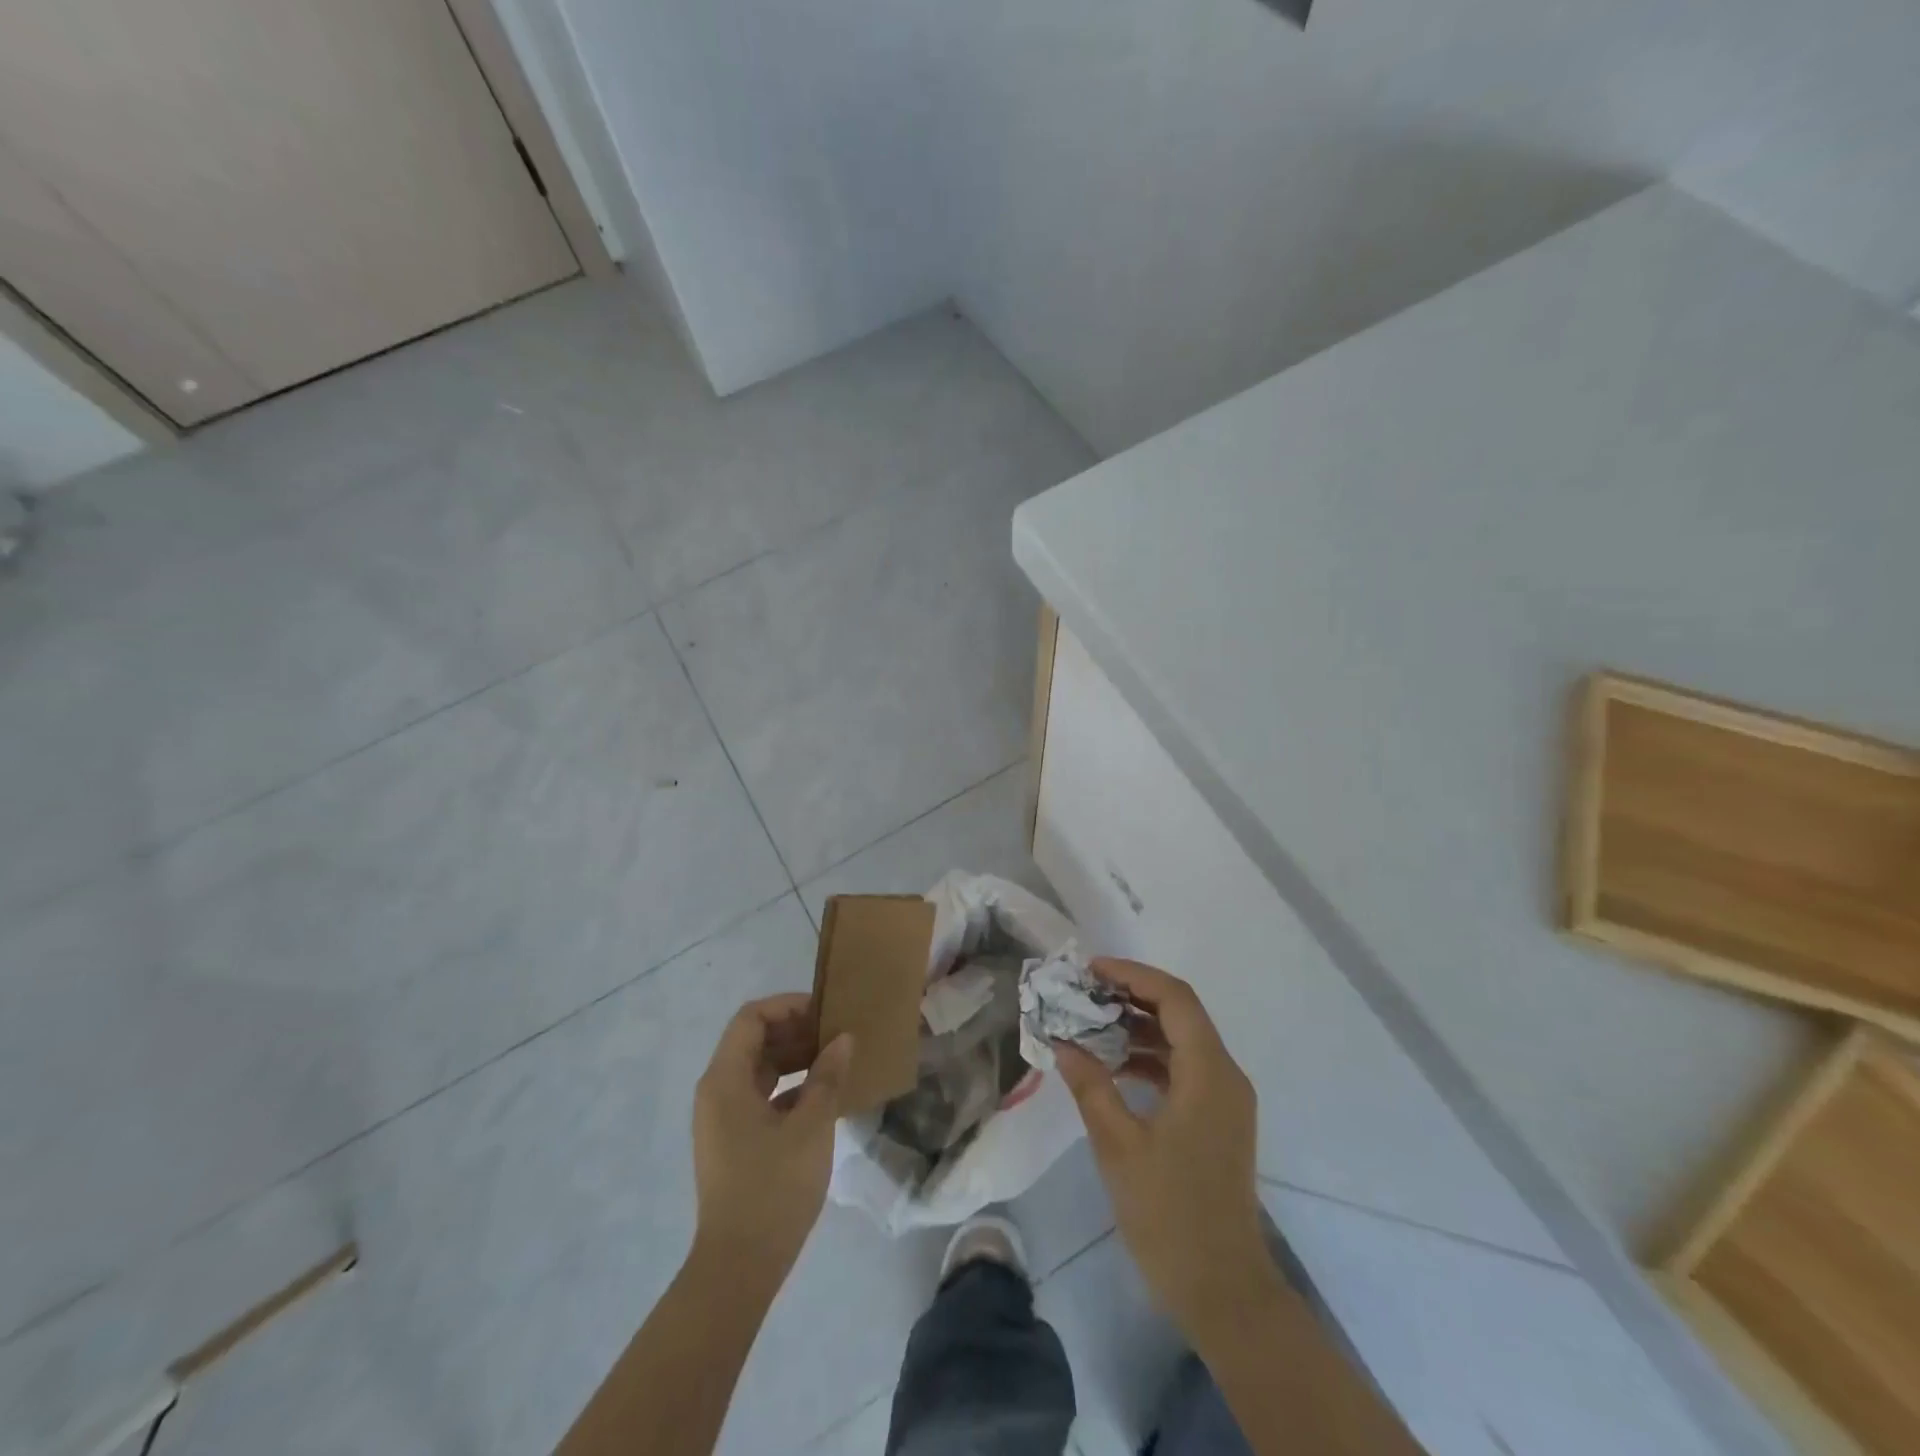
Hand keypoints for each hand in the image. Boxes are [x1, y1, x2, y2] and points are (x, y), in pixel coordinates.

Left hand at [691, 994, 852, 1278]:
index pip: (751, 1018)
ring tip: (835, 1062)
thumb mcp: (811, 1127)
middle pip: (753, 1040)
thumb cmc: (773, 1188)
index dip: (788, 1006)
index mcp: (725, 1080)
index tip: (825, 1014)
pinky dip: (789, 1088)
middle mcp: (717, 1091)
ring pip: (758, 1069)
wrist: (739, 1267)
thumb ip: (827, 1077)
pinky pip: (760, 1096)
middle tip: (836, 1036)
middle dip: (795, 1032)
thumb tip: (843, 1039)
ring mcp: (722, 1118)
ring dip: (795, 1059)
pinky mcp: (733, 1141)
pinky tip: (822, 1098)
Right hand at [1053, 959, 1279, 1344]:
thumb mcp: (1119, 1146)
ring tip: (1090, 1023)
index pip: (1174, 998)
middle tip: (1084, 992)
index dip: (1133, 975)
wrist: (1224, 1291)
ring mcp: (1225, 1099)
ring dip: (1138, 1027)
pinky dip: (1148, 1058)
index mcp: (1209, 1073)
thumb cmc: (1170, 1215)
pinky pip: (1183, 1069)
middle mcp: (1225, 1075)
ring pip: (1182, 1040)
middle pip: (1180, 1013)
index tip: (1090, 970)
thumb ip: (1090, 1086)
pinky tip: (1112, 1065)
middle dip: (1131, 996)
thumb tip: (1063, 1042)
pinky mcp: (1218, 1120)